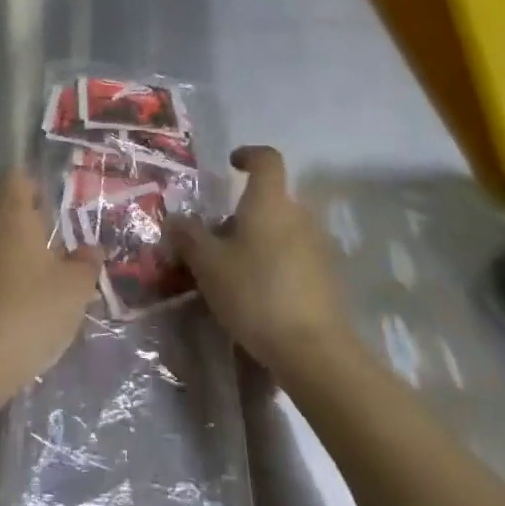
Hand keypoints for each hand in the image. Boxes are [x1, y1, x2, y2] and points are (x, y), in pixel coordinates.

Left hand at [0, 168, 101, 397]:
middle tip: (56, 255)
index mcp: (12, 218)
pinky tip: (19, 315)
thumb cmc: (32, 311)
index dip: (34, 187)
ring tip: (41, 291)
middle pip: (5, 215)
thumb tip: (91, 249)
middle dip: (28, 231)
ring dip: (14, 262)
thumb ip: (86, 264)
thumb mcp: (75, 289)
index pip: (16, 179)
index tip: (52, 208)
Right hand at [171, 146, 352, 375]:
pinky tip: (258, 294)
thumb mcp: (207, 264)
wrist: (313, 350)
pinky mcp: (328, 277)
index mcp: (269, 202)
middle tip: (217, 239)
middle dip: (244, 213)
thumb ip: (189, 236)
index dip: (248, 155)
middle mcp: (299, 215)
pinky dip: (276, 263)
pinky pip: (296, 256)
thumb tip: (175, 219)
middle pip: (271, 200)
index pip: (267, 159)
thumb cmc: (254, 293)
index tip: (231, 165)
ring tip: (234, 271)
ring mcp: (318, 247)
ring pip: (283, 229)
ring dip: (260, 240)